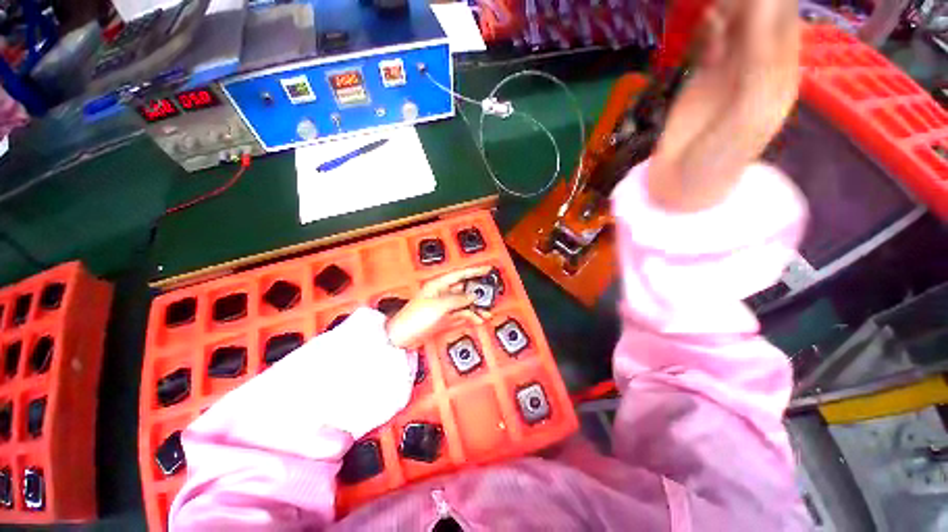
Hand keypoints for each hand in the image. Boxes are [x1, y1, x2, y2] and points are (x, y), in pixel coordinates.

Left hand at [386, 266, 493, 347]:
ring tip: (487, 311)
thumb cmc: (413, 317)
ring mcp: (444, 306)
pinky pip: (462, 314)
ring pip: (465, 303)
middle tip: (490, 294)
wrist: (401, 336)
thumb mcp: (439, 305)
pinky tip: (478, 318)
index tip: (487, 269)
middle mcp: (443, 293)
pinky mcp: (445, 317)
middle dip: (478, 291)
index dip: (474, 270)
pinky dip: (470, 316)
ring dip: (476, 307)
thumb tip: (472, 296)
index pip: (460, 274)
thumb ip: (458, 299)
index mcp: (439, 284)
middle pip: (465, 288)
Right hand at [649, 0, 800, 211]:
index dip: (771, 3)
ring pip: (737, 22)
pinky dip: (710, 25)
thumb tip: (764, 9)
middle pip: (763, 17)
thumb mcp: (747, 117)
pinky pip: (713, 39)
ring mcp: (730, 70)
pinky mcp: (703, 77)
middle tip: (727, 4)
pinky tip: (705, 24)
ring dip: (728, 7)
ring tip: (715, 8)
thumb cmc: (717, 161)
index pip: (784, 22)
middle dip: (747, 2)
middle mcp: (760, 66)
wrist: (680, 185)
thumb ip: (760, 67)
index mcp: (780, 75)